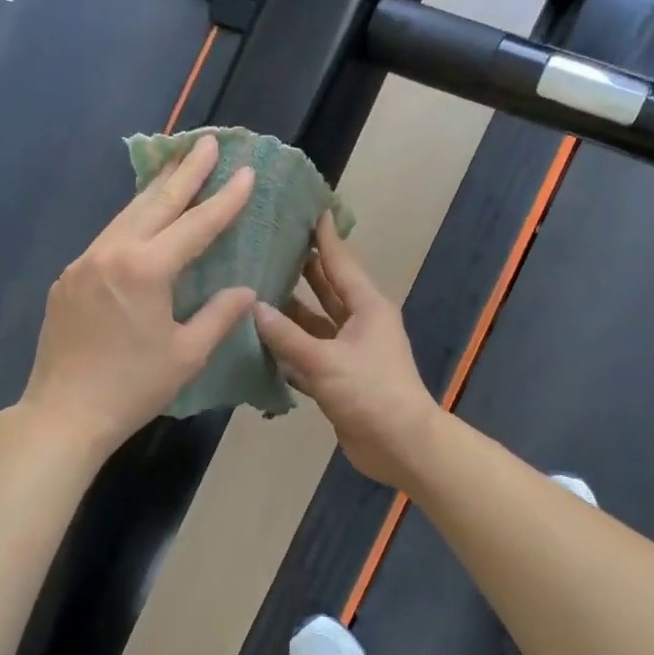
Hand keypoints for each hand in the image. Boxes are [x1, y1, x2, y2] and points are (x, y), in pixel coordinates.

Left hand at [21, 135, 256, 457]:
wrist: (64, 413)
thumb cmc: (133, 388)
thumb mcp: (187, 354)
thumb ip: (219, 315)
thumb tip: (245, 290)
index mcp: (145, 270)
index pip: (195, 225)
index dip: (224, 199)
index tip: (245, 171)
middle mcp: (112, 254)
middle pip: (156, 203)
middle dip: (187, 171)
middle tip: (209, 142)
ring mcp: (84, 262)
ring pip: (127, 215)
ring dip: (157, 189)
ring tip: (180, 165)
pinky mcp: (69, 278)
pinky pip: (108, 237)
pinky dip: (133, 219)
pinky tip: (144, 218)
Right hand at [252, 213, 443, 489]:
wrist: (400, 445)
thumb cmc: (370, 392)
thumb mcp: (326, 361)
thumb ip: (287, 336)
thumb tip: (254, 307)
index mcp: (366, 307)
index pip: (339, 262)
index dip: (322, 237)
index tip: (306, 208)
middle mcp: (358, 322)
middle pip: (325, 289)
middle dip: (300, 269)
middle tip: (267, 245)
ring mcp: (348, 351)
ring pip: (313, 323)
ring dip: (289, 311)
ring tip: (253, 288)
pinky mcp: (338, 377)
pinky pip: (308, 354)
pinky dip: (288, 348)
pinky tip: (259, 340)